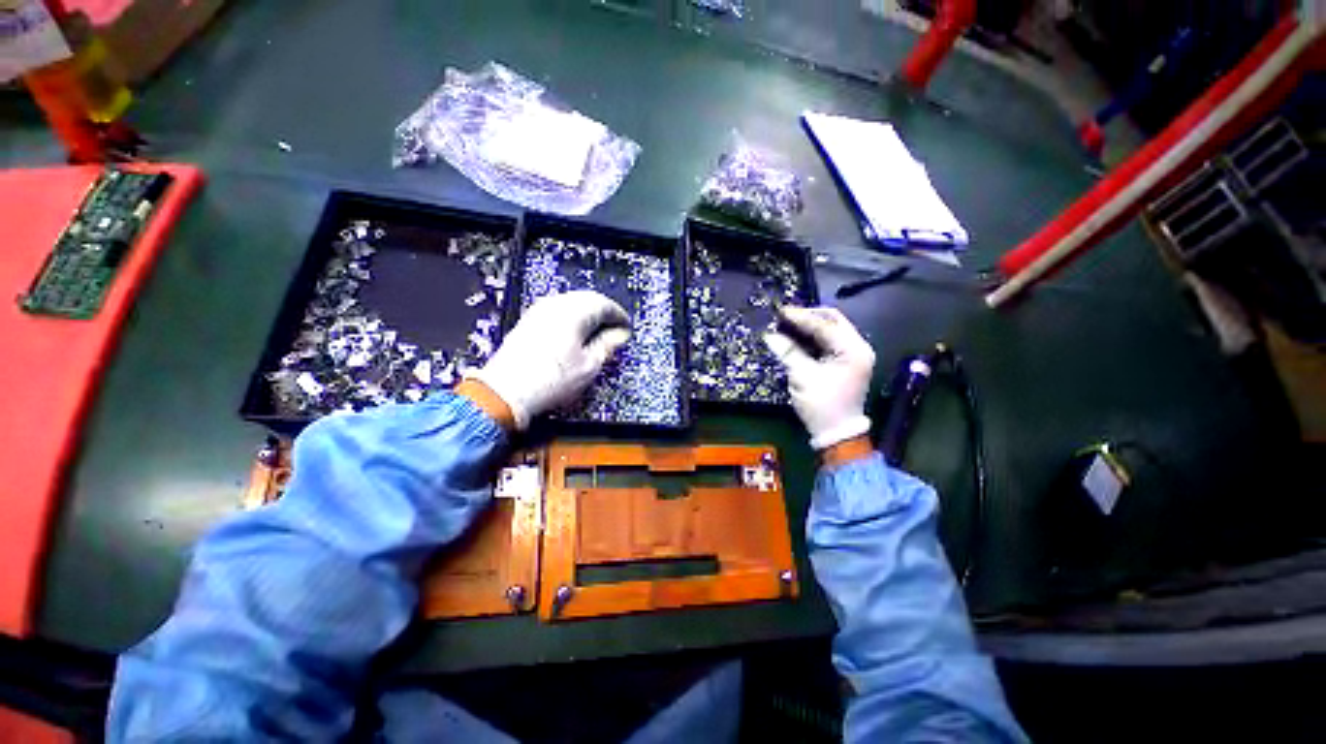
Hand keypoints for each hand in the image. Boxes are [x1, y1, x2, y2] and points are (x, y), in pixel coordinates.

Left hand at [471, 291, 630, 429]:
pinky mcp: (529, 320)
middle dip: (605, 312)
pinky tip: (575, 334)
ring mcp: (539, 311)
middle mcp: (555, 305)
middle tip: (615, 329)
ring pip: (572, 303)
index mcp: (574, 312)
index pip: (605, 304)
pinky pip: (558, 310)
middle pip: (588, 299)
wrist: (506, 391)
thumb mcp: (589, 366)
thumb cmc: (547, 381)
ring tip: (597, 332)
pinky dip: (572, 318)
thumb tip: (619, 335)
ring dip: (588, 314)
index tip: (626, 327)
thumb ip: (608, 345)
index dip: (619, 316)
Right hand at [764, 306, 874, 449]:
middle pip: (833, 321)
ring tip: (788, 323)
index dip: (801, 317)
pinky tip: (797, 335)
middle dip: (808, 316)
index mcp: (853, 350)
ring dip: (810, 325)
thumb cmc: (822, 405)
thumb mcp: (802, 377)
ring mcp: (854, 354)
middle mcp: (858, 347)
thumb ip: (788, 352)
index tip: (780, 311)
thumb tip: (769, 335)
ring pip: (831, 329)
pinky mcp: (846, 361)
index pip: (825, 325)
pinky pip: (829, 341)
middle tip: (785, 316)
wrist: (838, 433)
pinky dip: (813, 336)